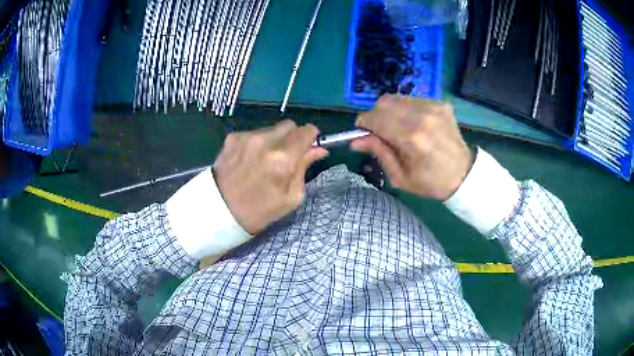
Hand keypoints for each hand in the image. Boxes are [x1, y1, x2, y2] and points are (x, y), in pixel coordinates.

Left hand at [213, 120, 327, 234]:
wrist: (220, 212)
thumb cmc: (260, 210)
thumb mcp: (291, 197)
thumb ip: (305, 167)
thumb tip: (319, 149)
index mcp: (283, 159)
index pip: (306, 131)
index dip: (311, 137)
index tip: (309, 145)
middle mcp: (265, 142)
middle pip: (290, 125)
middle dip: (292, 137)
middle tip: (286, 155)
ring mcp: (246, 138)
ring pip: (271, 128)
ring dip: (274, 140)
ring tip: (264, 160)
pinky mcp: (232, 138)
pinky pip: (254, 133)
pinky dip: (256, 143)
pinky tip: (249, 160)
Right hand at [351, 95, 473, 200]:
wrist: (464, 174)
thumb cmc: (430, 182)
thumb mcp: (400, 177)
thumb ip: (379, 153)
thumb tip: (355, 140)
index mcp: (411, 138)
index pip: (375, 118)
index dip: (363, 124)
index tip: (362, 132)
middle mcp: (422, 116)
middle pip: (384, 103)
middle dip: (375, 116)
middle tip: (379, 132)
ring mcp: (433, 107)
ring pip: (397, 98)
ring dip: (390, 111)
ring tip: (398, 128)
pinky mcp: (440, 104)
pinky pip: (412, 100)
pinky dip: (406, 109)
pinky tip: (414, 124)